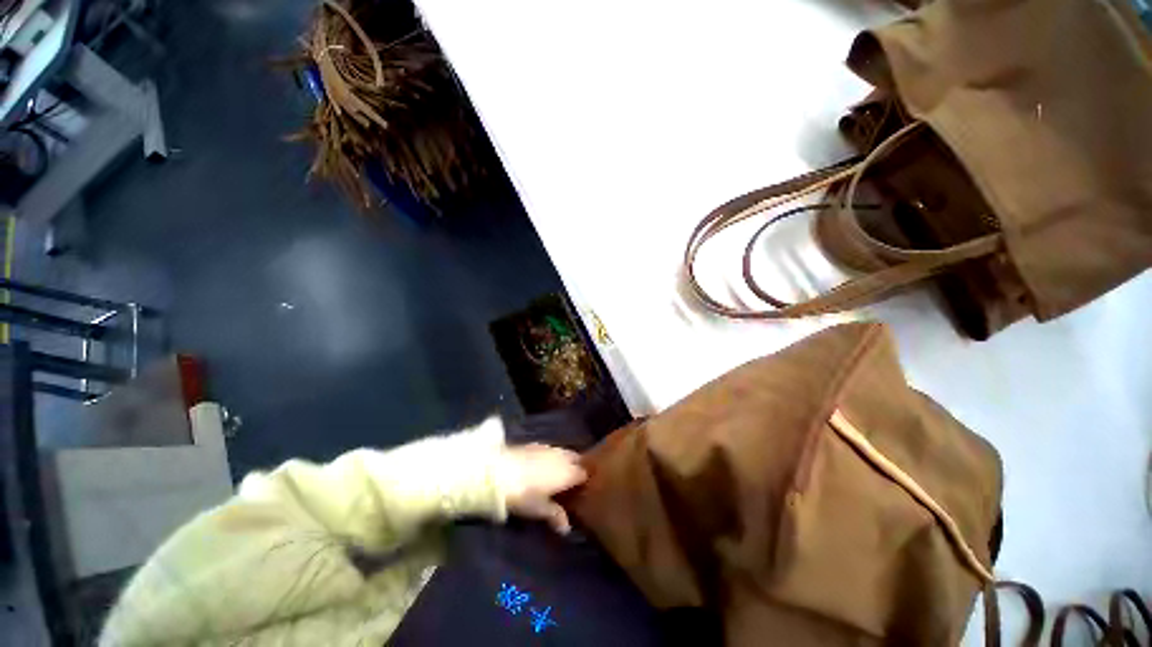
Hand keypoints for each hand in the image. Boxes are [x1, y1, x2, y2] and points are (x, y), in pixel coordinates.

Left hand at [497, 444, 587, 533]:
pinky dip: (546, 458)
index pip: (584, 474)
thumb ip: (556, 516)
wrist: (494, 473)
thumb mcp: (540, 509)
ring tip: (554, 475)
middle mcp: (561, 457)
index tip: (580, 492)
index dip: (583, 483)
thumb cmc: (523, 494)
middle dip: (575, 468)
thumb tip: (566, 528)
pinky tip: (538, 467)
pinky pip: (546, 450)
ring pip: (560, 453)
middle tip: (569, 483)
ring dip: (561, 461)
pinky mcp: (529, 444)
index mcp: (569, 472)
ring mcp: (545, 448)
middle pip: (575, 459)